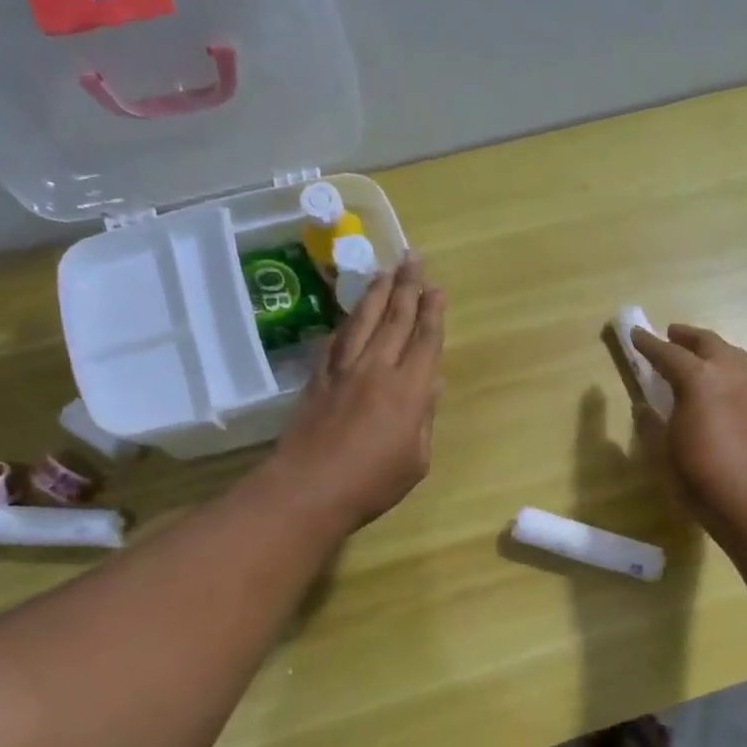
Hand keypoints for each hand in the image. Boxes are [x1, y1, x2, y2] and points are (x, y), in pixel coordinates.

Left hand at [271, 257, 445, 528]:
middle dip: (407, 287)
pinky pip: (336, 340)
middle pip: (395, 319)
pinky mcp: (318, 378)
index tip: (437, 288)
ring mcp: (343, 370)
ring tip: (385, 271)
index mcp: (408, 390)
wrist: (309, 488)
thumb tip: (433, 386)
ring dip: (376, 293)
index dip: (433, 312)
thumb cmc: (373, 483)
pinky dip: (347, 322)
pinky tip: (351, 313)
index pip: (425, 341)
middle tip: (413, 258)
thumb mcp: (415, 459)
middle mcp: (377, 369)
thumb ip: (424, 419)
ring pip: (363, 321)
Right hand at [629, 323, 746, 525]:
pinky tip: (720, 388)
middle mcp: (729, 375)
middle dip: (688, 337)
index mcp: (699, 379)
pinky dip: (728, 371)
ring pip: (733, 355)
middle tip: (672, 334)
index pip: (669, 354)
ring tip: (700, 355)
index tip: (635, 334)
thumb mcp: (662, 449)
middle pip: (709, 343)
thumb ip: (651, 423)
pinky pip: (744, 377)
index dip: (649, 345)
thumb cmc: (696, 472)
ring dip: (714, 349)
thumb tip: (644, 408)